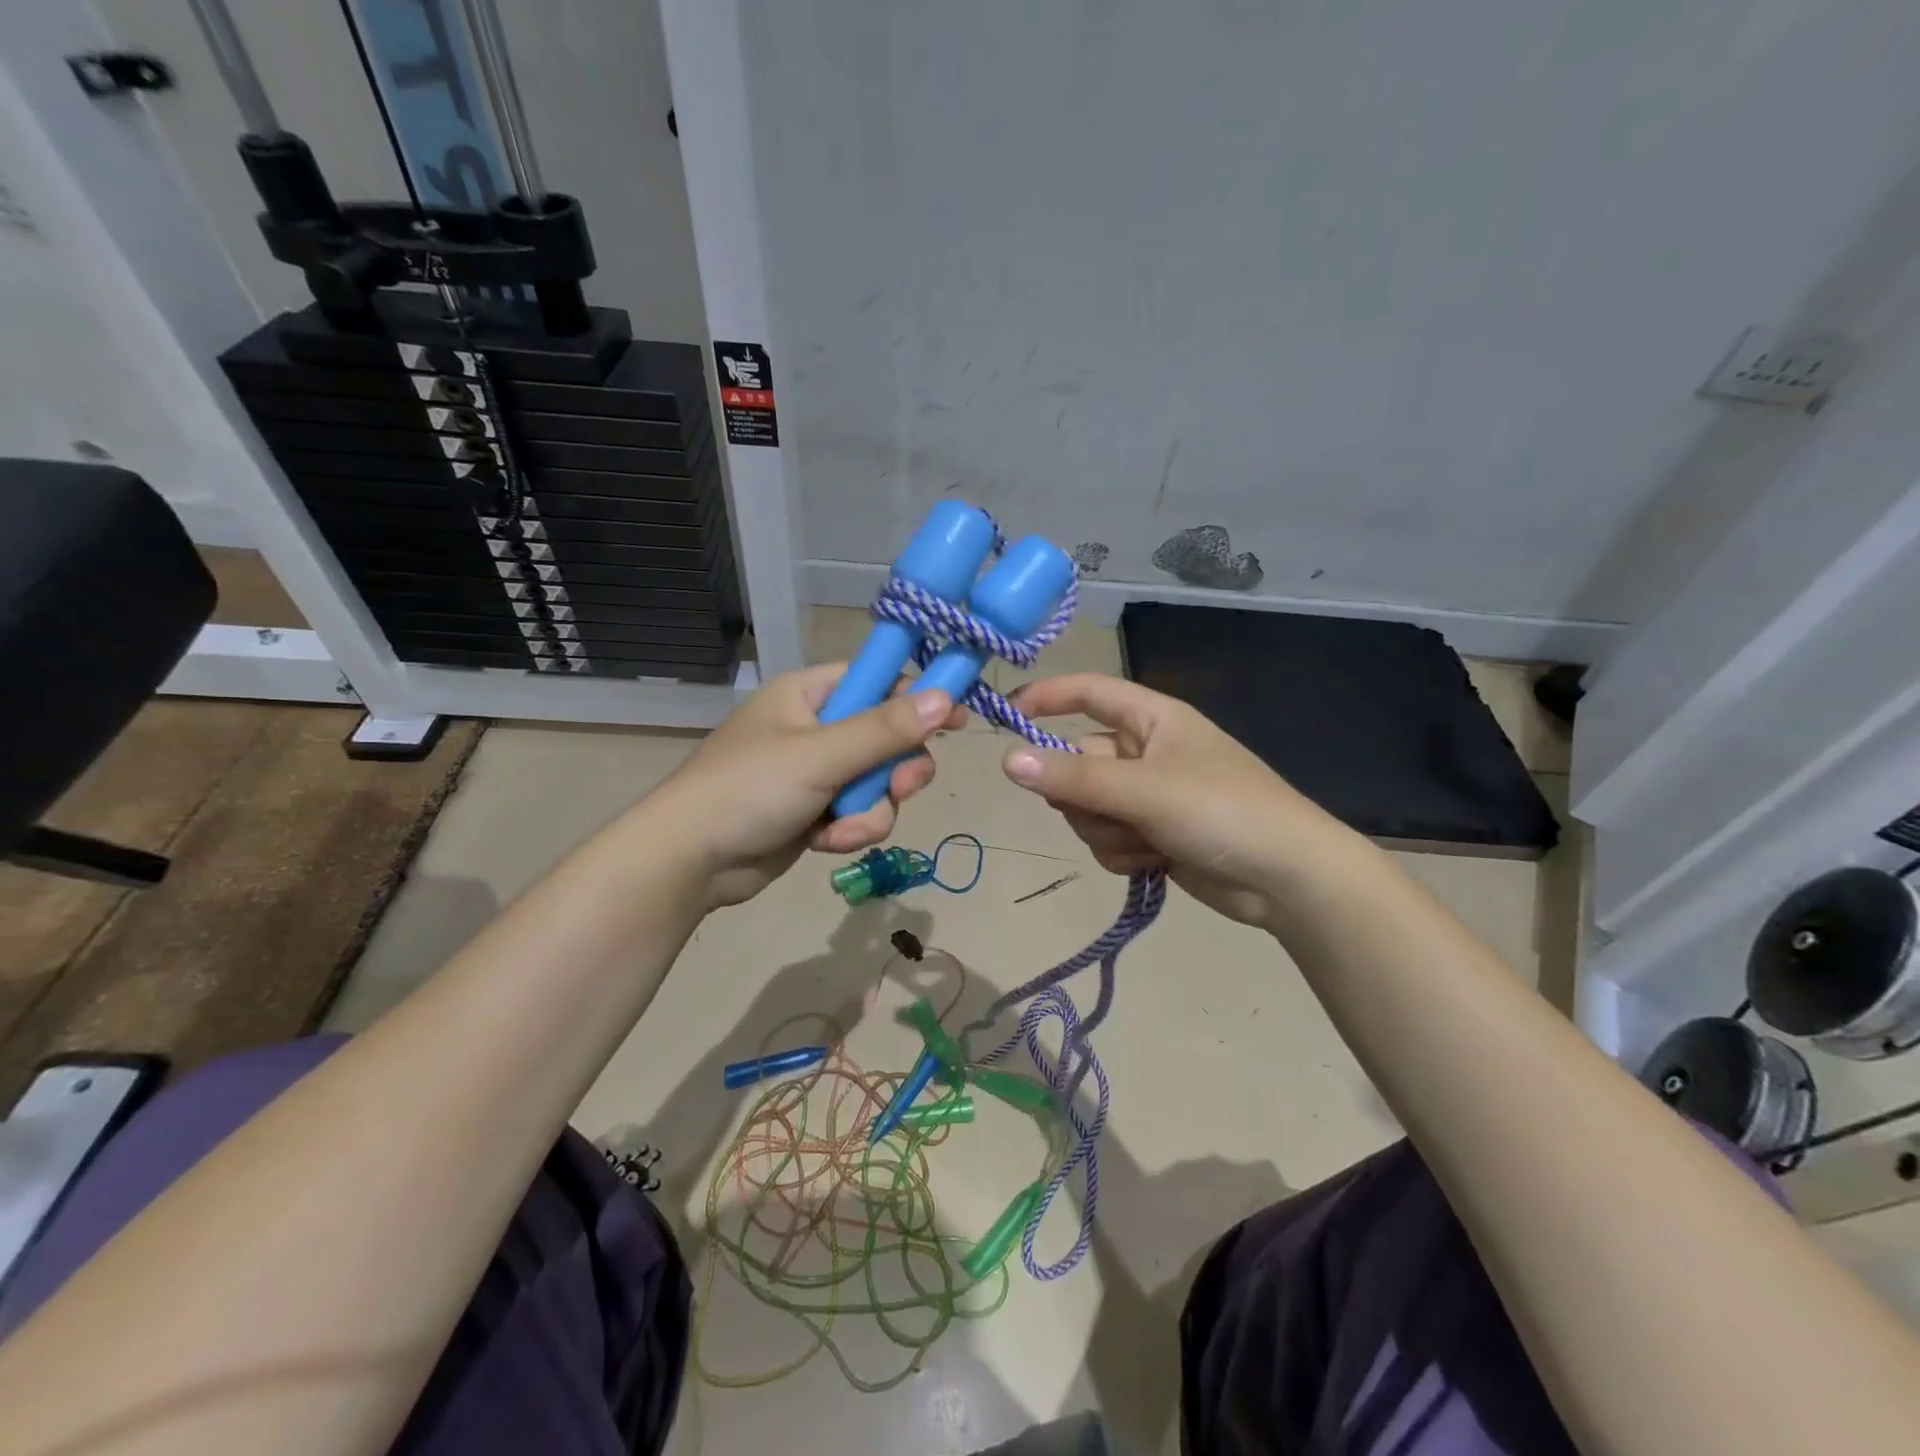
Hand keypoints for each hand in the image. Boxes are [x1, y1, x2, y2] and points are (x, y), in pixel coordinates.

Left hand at [647, 664, 967, 908]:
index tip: (957, 719)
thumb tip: (946, 697)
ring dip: (871, 810)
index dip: (919, 696)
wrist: (690, 861)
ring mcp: (816, 773)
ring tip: (843, 827)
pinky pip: (858, 813)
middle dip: (896, 770)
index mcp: (810, 694)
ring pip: (878, 783)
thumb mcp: (821, 755)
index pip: (879, 680)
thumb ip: (885, 729)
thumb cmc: (749, 789)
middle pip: (888, 737)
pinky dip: (850, 830)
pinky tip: (825, 843)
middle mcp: (816, 728)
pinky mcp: (815, 812)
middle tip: (902, 787)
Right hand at [1000, 673, 1341, 927]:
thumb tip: (1005, 760)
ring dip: (1106, 831)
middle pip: (1077, 763)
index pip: (1087, 693)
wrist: (1287, 879)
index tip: (1003, 717)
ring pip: (1087, 808)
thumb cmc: (1222, 811)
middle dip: (1084, 796)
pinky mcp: (1151, 835)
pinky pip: (1106, 839)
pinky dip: (1122, 853)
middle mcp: (1144, 751)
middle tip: (1111, 810)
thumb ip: (1072, 777)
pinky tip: (1153, 862)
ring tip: (1146, 842)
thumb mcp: (1143, 790)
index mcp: (1150, 719)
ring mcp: (1147, 796)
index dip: (1045, 698)